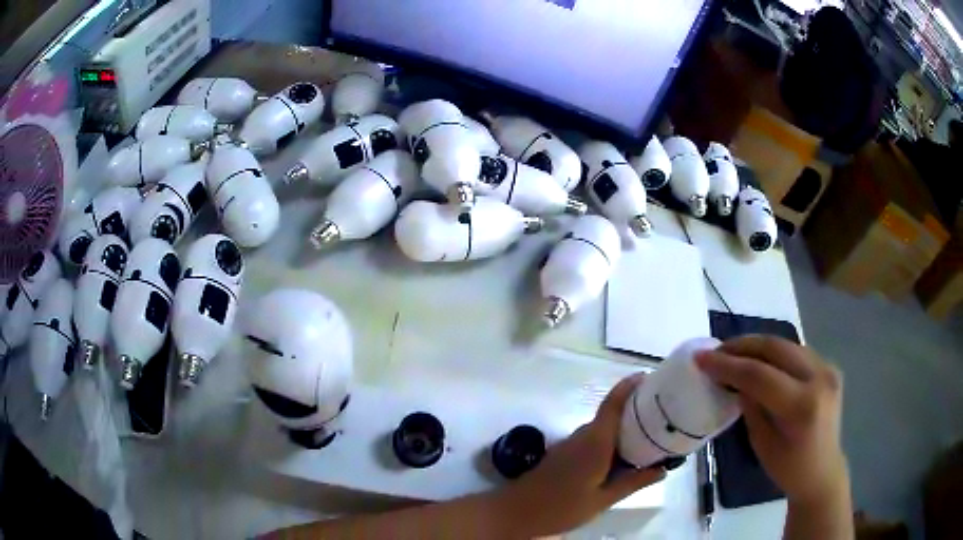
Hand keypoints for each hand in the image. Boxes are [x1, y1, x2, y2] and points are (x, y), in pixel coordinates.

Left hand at [497, 374, 666, 536]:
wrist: (516, 512)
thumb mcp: (603, 499)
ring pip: (603, 429)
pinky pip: (594, 440)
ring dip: (624, 429)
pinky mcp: (565, 454)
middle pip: (612, 414)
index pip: (614, 403)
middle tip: (664, 416)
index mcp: (596, 442)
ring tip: (651, 438)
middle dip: (637, 411)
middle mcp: (583, 436)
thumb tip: (663, 469)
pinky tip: (623, 458)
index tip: (651, 378)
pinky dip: (611, 442)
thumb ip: (633, 482)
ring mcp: (571, 444)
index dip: (630, 386)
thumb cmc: (561, 507)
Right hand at [695, 336, 848, 503]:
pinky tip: (759, 360)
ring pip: (786, 344)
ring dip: (757, 345)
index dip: (727, 364)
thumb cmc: (788, 468)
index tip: (701, 358)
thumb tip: (733, 378)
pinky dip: (774, 352)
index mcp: (801, 406)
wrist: (822, 472)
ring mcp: (828, 369)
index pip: (759, 374)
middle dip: (741, 346)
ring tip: (733, 353)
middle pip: (775, 348)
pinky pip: (796, 351)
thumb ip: (750, 405)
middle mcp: (819, 378)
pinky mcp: (829, 367)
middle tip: (716, 350)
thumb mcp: (761, 443)